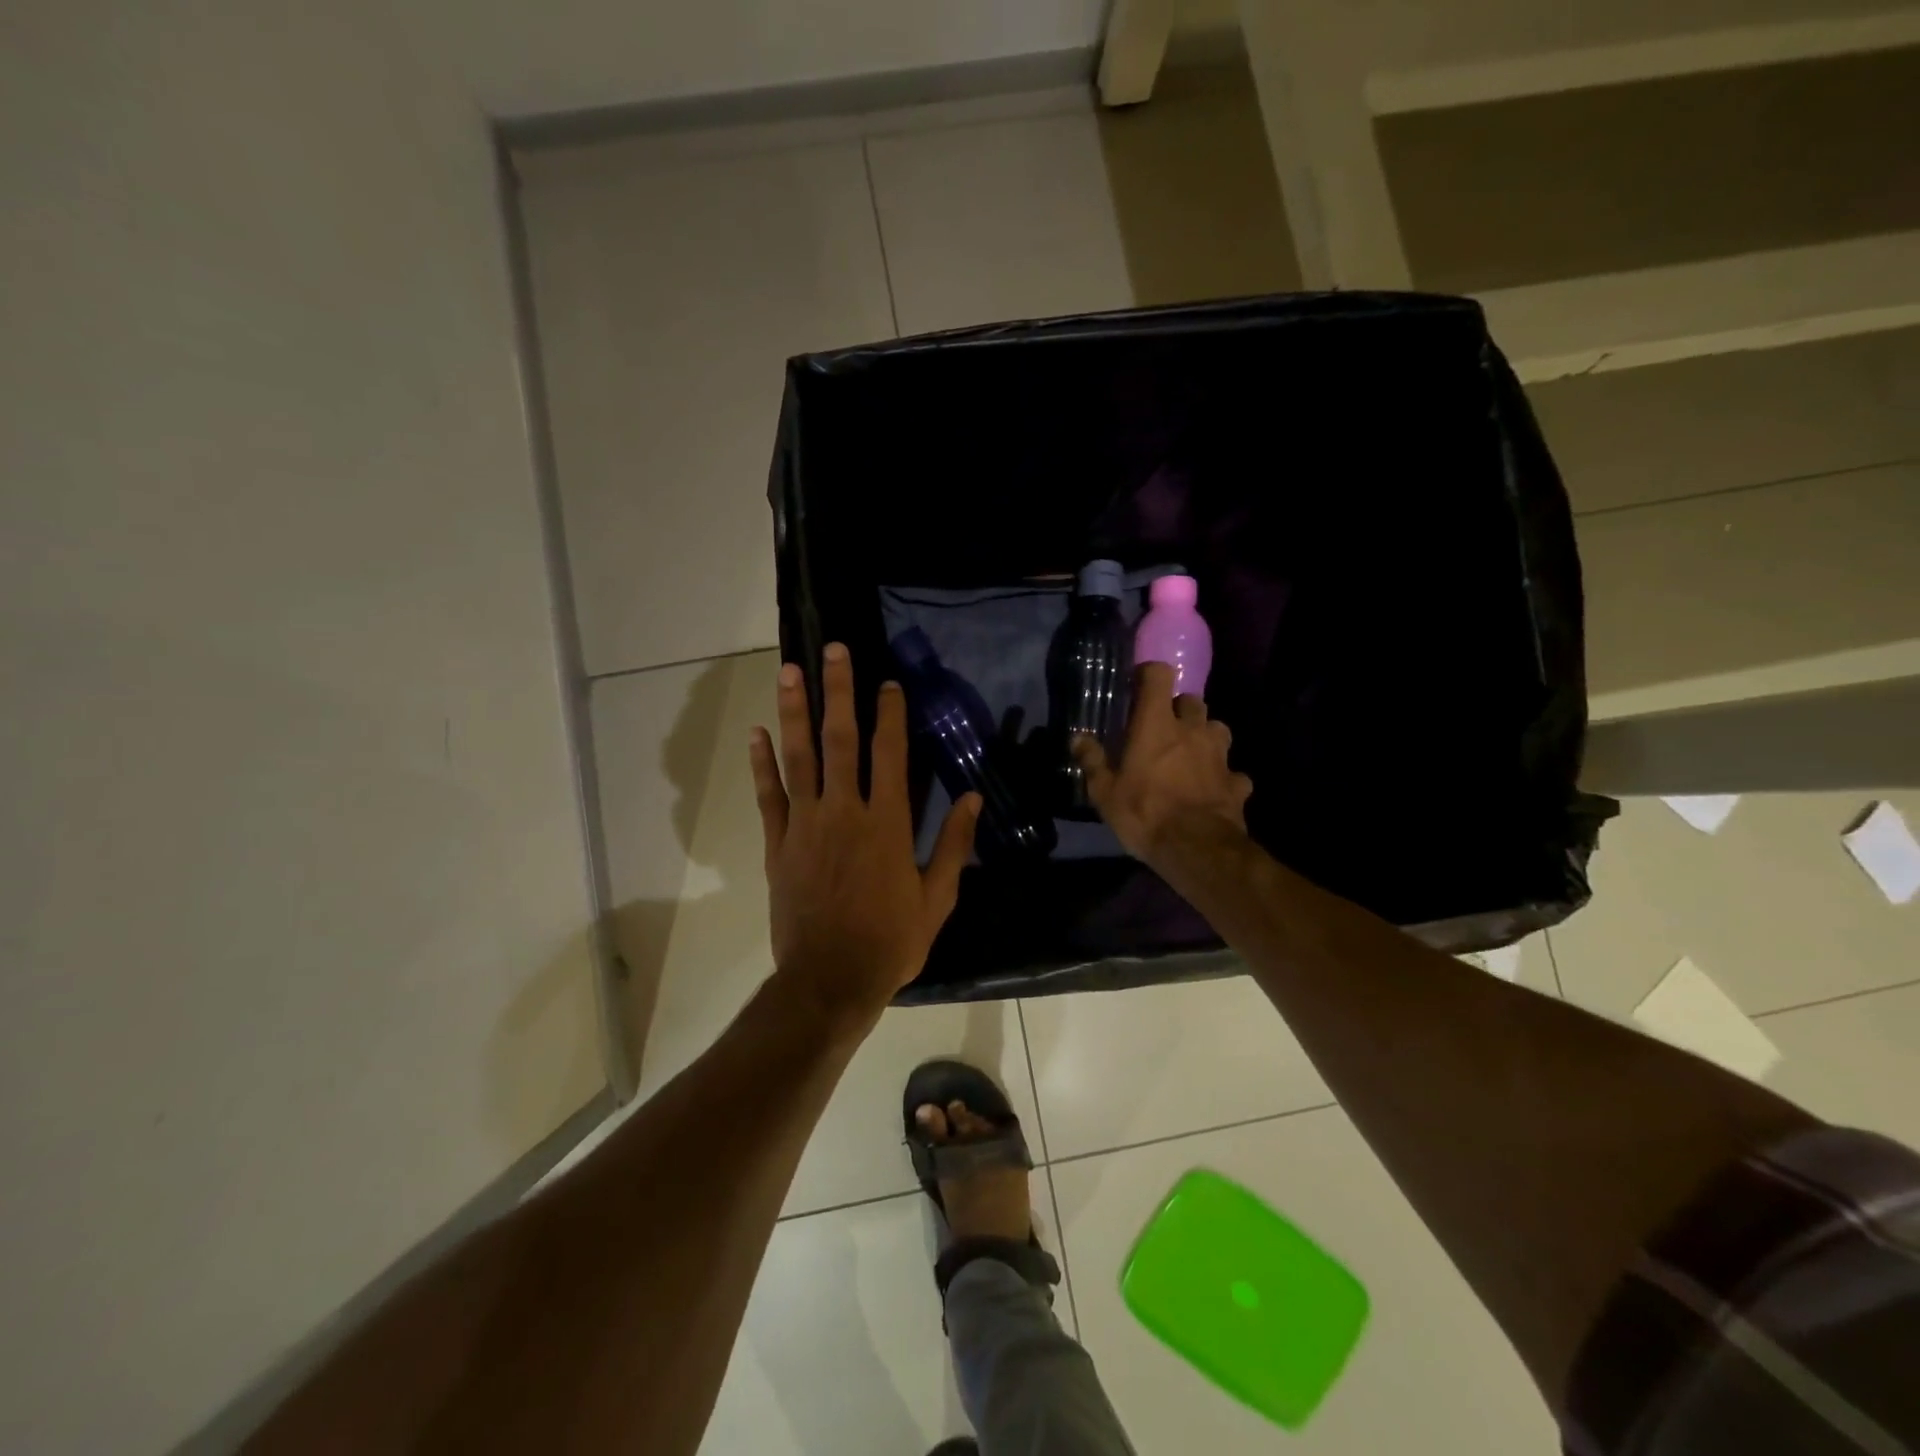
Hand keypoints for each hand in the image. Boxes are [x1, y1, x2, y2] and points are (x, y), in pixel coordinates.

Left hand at [749, 642, 979, 1034]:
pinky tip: (756, 733)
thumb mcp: (936, 898)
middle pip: (840, 740)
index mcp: (886, 823)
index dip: (889, 713)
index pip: (889, 753)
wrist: (830, 980)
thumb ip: (954, 844)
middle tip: (833, 651)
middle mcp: (844, 811)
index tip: (887, 682)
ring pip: (798, 757)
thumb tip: (973, 797)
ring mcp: (805, 825)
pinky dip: (761, 764)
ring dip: (793, 712)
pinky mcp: (778, 844)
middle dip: (839, 692)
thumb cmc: (890, 941)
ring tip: (789, 672)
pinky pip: (768, 796)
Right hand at [1074, 662, 1253, 868]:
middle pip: (1192, 701)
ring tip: (1192, 754)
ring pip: (1217, 729)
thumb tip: (1078, 738)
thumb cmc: (1144, 813)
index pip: (1160, 675)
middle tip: (1164, 727)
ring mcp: (1220, 755)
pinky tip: (1213, 789)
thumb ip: (1092, 761)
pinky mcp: (1237, 782)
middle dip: (1180, 709)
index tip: (1139, 686)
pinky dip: (1223, 776)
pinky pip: (1232, 771)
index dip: (1150, 674)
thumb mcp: (1105, 792)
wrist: (1196, 849)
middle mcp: (1192, 730)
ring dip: (1205, 736)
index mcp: (1157, 725)